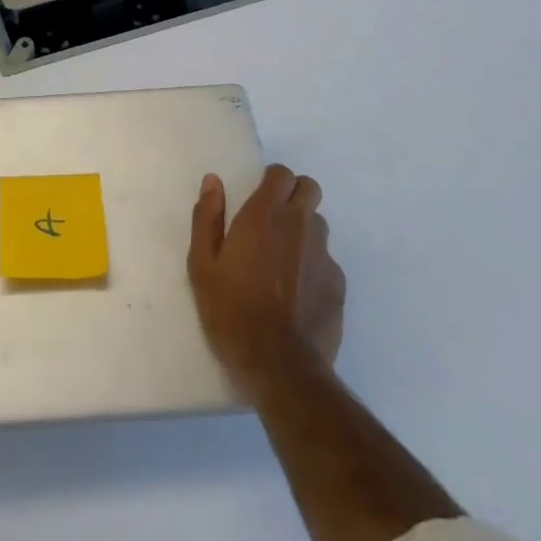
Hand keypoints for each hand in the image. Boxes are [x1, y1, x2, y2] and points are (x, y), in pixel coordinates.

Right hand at [188, 163, 345, 396]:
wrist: (280, 366)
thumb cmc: (232, 310)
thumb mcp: (202, 265)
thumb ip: (207, 217)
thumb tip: (213, 182)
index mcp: (265, 215)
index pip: (282, 174)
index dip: (271, 180)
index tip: (257, 197)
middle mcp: (300, 226)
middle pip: (309, 189)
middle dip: (294, 195)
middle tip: (272, 220)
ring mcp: (324, 256)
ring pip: (318, 224)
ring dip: (303, 230)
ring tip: (283, 259)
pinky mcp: (339, 285)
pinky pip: (327, 260)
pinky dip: (313, 265)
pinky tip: (297, 292)